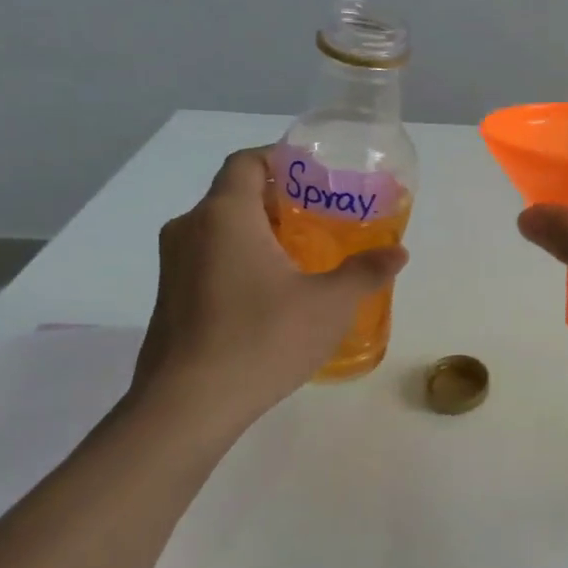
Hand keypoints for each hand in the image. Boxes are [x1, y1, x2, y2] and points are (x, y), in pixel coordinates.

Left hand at [132, 148, 407, 427]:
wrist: (188, 406)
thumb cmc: (263, 338)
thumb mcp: (330, 304)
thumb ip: (365, 272)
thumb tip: (398, 253)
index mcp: (225, 215)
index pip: (247, 162)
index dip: (281, 160)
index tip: (317, 177)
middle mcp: (190, 229)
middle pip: (235, 195)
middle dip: (280, 201)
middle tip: (323, 220)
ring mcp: (172, 266)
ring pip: (220, 230)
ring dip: (260, 234)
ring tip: (304, 258)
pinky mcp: (168, 299)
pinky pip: (208, 261)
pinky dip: (240, 261)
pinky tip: (272, 296)